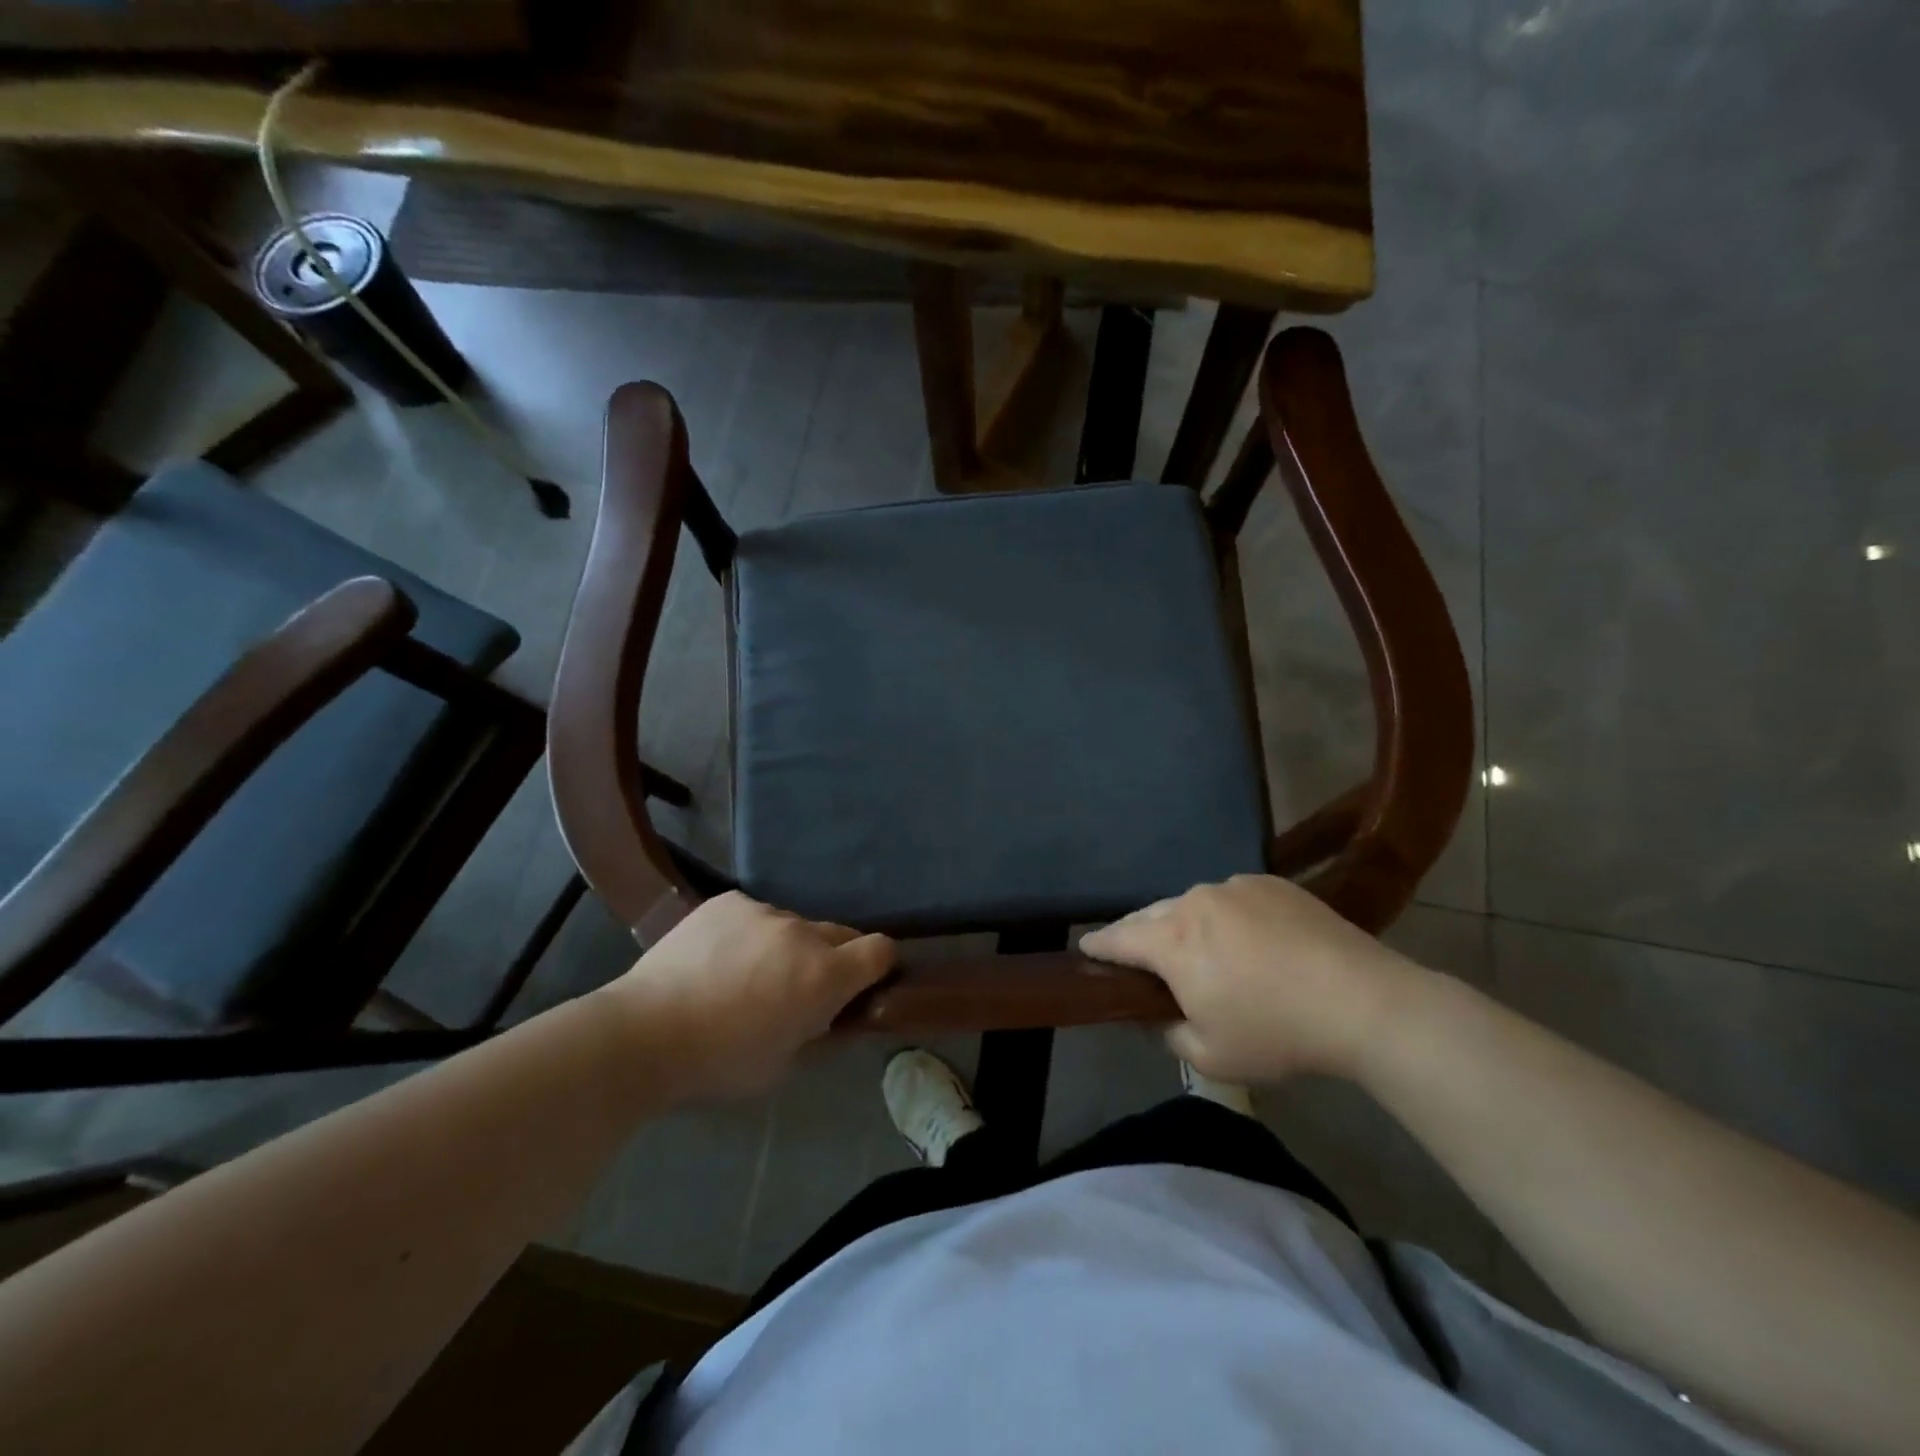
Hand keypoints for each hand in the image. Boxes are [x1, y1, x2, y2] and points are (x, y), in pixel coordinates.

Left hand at [606, 892, 895, 1099]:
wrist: (643, 1033)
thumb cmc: (719, 1063)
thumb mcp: (784, 1065)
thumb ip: (820, 1031)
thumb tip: (835, 1013)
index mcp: (823, 975)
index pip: (880, 950)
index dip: (880, 965)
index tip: (865, 982)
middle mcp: (802, 932)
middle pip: (839, 934)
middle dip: (831, 959)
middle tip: (798, 989)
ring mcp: (763, 911)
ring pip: (793, 925)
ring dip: (786, 946)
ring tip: (745, 975)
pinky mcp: (728, 901)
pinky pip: (755, 915)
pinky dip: (749, 934)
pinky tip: (717, 958)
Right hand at [1079, 874, 1421, 1083]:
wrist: (1363, 1002)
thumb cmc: (1277, 1033)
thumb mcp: (1210, 1056)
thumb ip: (1168, 1033)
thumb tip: (1156, 1014)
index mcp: (1172, 941)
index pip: (1117, 938)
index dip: (1097, 946)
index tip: (1085, 949)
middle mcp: (1195, 901)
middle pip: (1151, 914)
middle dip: (1139, 934)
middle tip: (1140, 957)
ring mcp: (1235, 886)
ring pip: (1192, 903)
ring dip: (1185, 923)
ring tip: (1200, 949)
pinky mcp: (1271, 883)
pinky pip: (1231, 897)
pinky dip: (1225, 915)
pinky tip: (1248, 939)